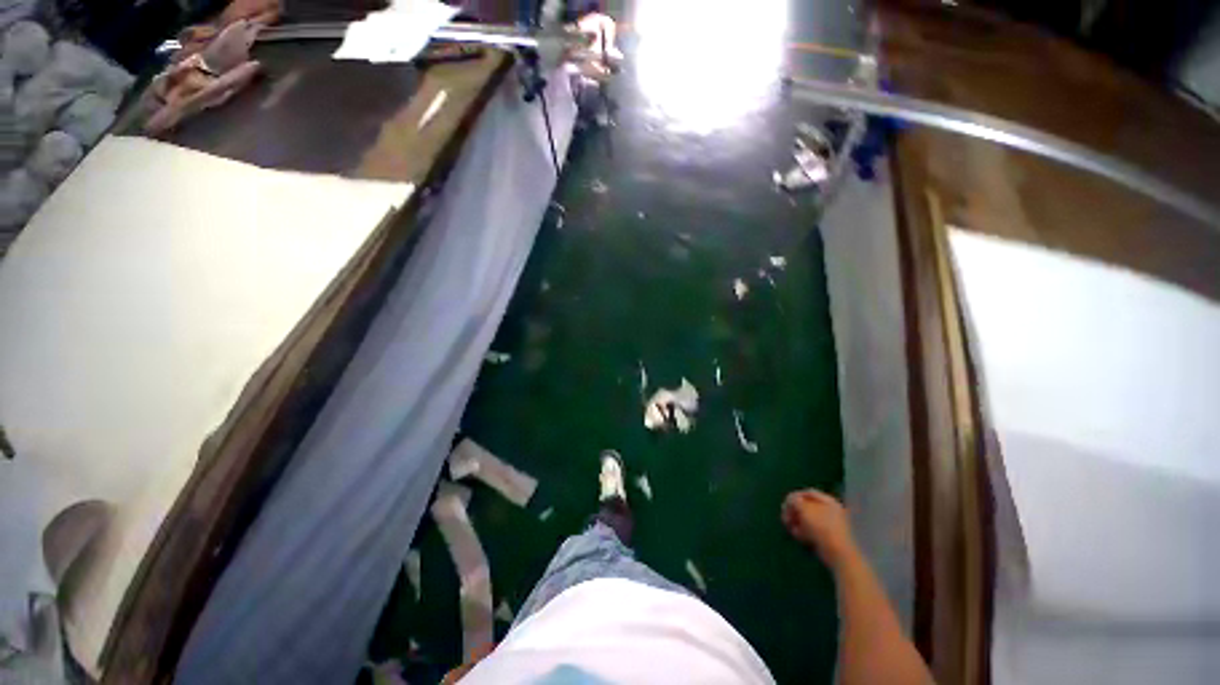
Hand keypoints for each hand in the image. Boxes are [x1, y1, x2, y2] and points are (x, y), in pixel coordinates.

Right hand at [782, 489, 856, 567]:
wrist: (838, 555)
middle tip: (785, 518)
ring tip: (790, 528)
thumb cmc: (822, 528)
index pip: (807, 493)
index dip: (793, 497)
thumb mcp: (804, 509)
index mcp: (828, 501)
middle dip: (793, 512)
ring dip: (796, 523)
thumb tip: (790, 500)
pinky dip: (803, 532)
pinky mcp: (826, 538)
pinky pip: (811, 531)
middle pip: (806, 506)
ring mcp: (829, 525)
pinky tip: (798, 537)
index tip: (785, 505)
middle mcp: (830, 511)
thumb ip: (794, 500)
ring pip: (807, 519)